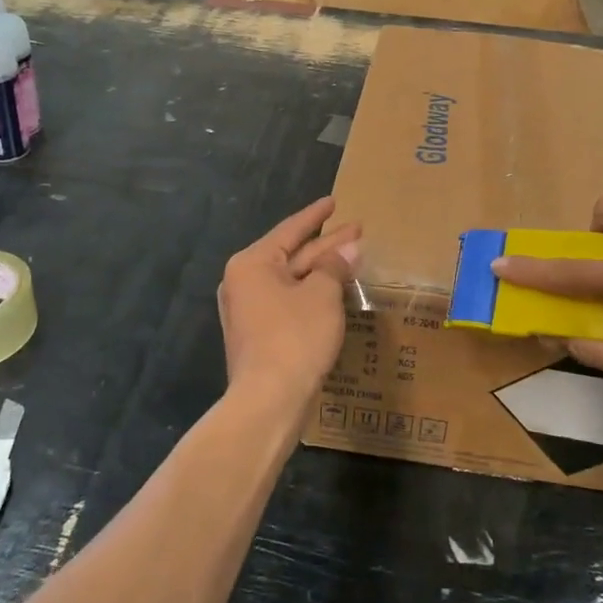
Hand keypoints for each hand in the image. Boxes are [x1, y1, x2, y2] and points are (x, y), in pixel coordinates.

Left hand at [217, 197, 360, 412]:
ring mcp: (250, 310)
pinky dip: (312, 294)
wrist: (268, 401)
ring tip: (352, 258)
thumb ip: (335, 266)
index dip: (316, 215)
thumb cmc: (294, 337)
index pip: (290, 230)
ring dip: (322, 271)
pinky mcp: (259, 335)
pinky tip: (335, 292)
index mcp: (252, 264)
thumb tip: (349, 248)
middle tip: (358, 231)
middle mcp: (245, 282)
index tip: (335, 201)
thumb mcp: (322, 295)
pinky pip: (289, 302)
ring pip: (292, 281)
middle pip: (292, 255)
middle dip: (326, 244)